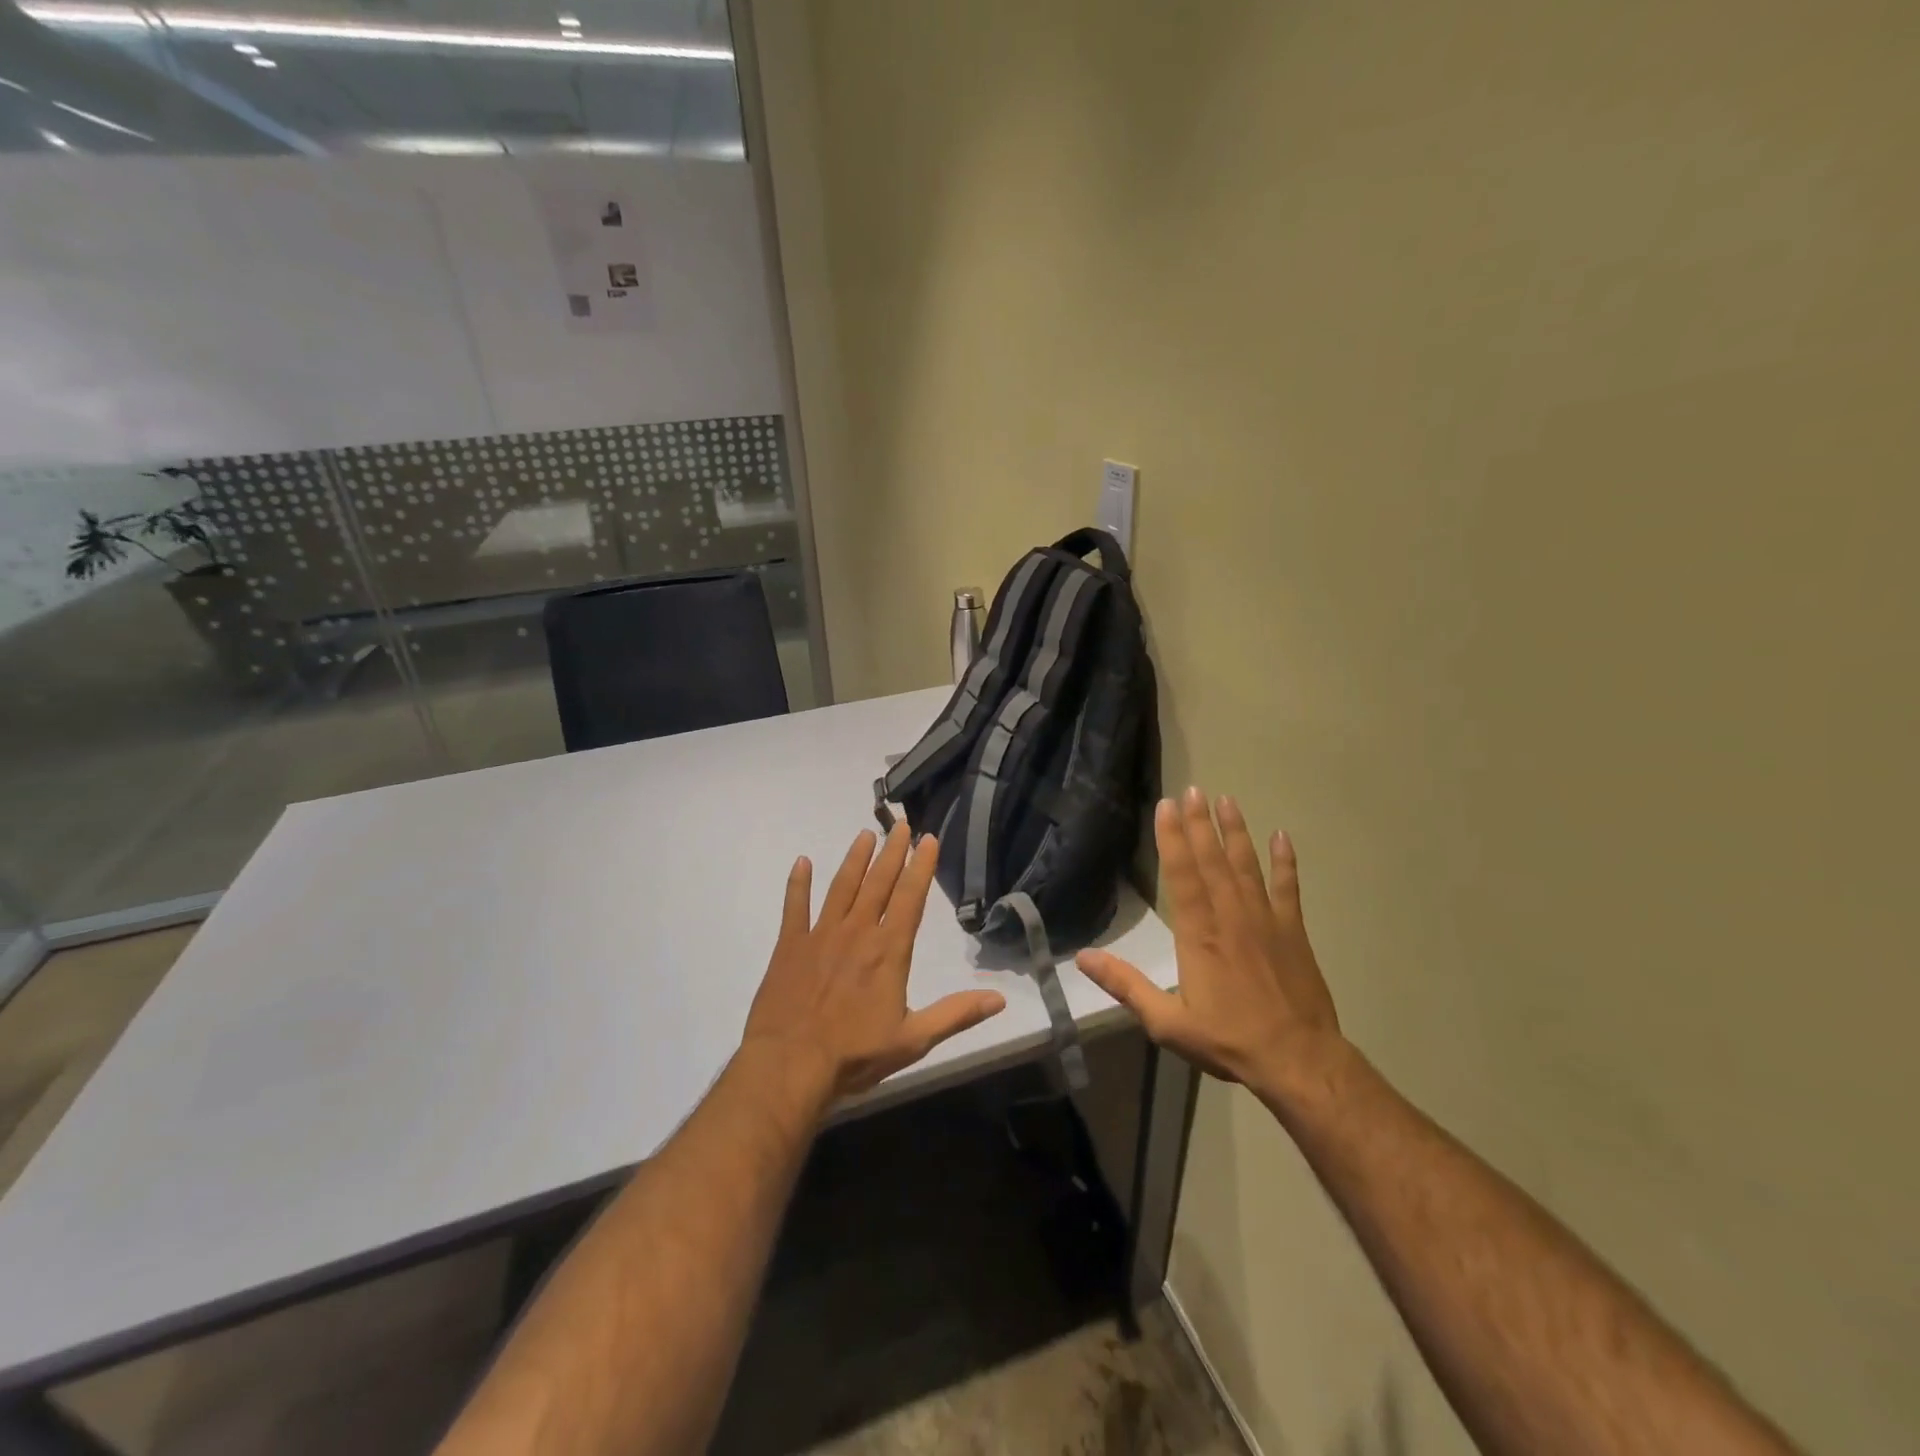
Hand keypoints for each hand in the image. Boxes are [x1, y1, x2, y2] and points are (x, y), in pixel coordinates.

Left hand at [743, 823, 1006, 1100]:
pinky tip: (802, 862)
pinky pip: (794, 907)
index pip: (910, 898)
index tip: (928, 839)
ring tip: (865, 834)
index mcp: (888, 950)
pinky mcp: (789, 946)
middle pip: (878, 883)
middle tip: (901, 824)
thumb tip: (1000, 1000)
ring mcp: (820, 935)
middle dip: (892, 852)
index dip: (921, 867)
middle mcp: (857, 932)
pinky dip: (798, 884)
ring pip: (841, 887)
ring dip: (855, 859)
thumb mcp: (914, 1040)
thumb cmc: (854, 1054)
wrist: (790, 1066)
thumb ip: (956, 1014)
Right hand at [1077, 787, 1343, 1108]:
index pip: (1182, 876)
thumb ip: (1126, 985)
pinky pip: (1287, 887)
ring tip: (1227, 800)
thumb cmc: (1229, 1040)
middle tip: (1193, 789)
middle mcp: (1231, 916)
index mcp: (1199, 935)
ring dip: (1236, 831)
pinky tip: (1281, 836)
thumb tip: (1083, 958)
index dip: (1172, 839)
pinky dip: (1284, 861)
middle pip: (1213, 860)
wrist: (1299, 1060)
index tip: (1167, 807)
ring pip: (1247, 865)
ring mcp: (1266, 920)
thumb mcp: (1167, 1022)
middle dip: (1200, 823)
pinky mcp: (1293, 931)